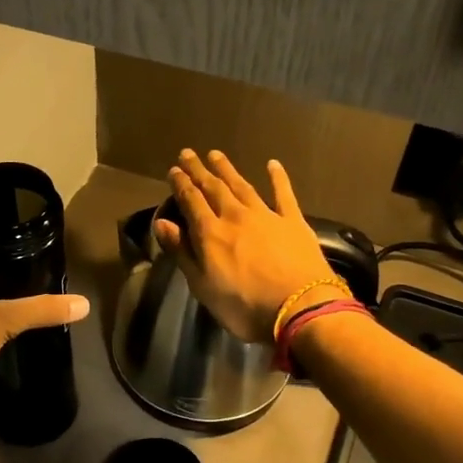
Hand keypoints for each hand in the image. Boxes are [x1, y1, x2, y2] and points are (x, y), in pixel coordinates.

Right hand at [154, 150, 338, 345]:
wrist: (300, 308)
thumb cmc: (244, 305)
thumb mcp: (203, 286)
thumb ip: (182, 252)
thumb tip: (162, 222)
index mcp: (210, 233)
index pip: (191, 201)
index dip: (181, 184)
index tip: (173, 170)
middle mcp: (235, 216)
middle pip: (214, 188)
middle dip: (199, 171)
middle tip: (188, 154)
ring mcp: (266, 215)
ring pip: (242, 186)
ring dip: (227, 170)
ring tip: (216, 155)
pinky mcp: (293, 221)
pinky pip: (283, 193)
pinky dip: (277, 177)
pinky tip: (272, 164)